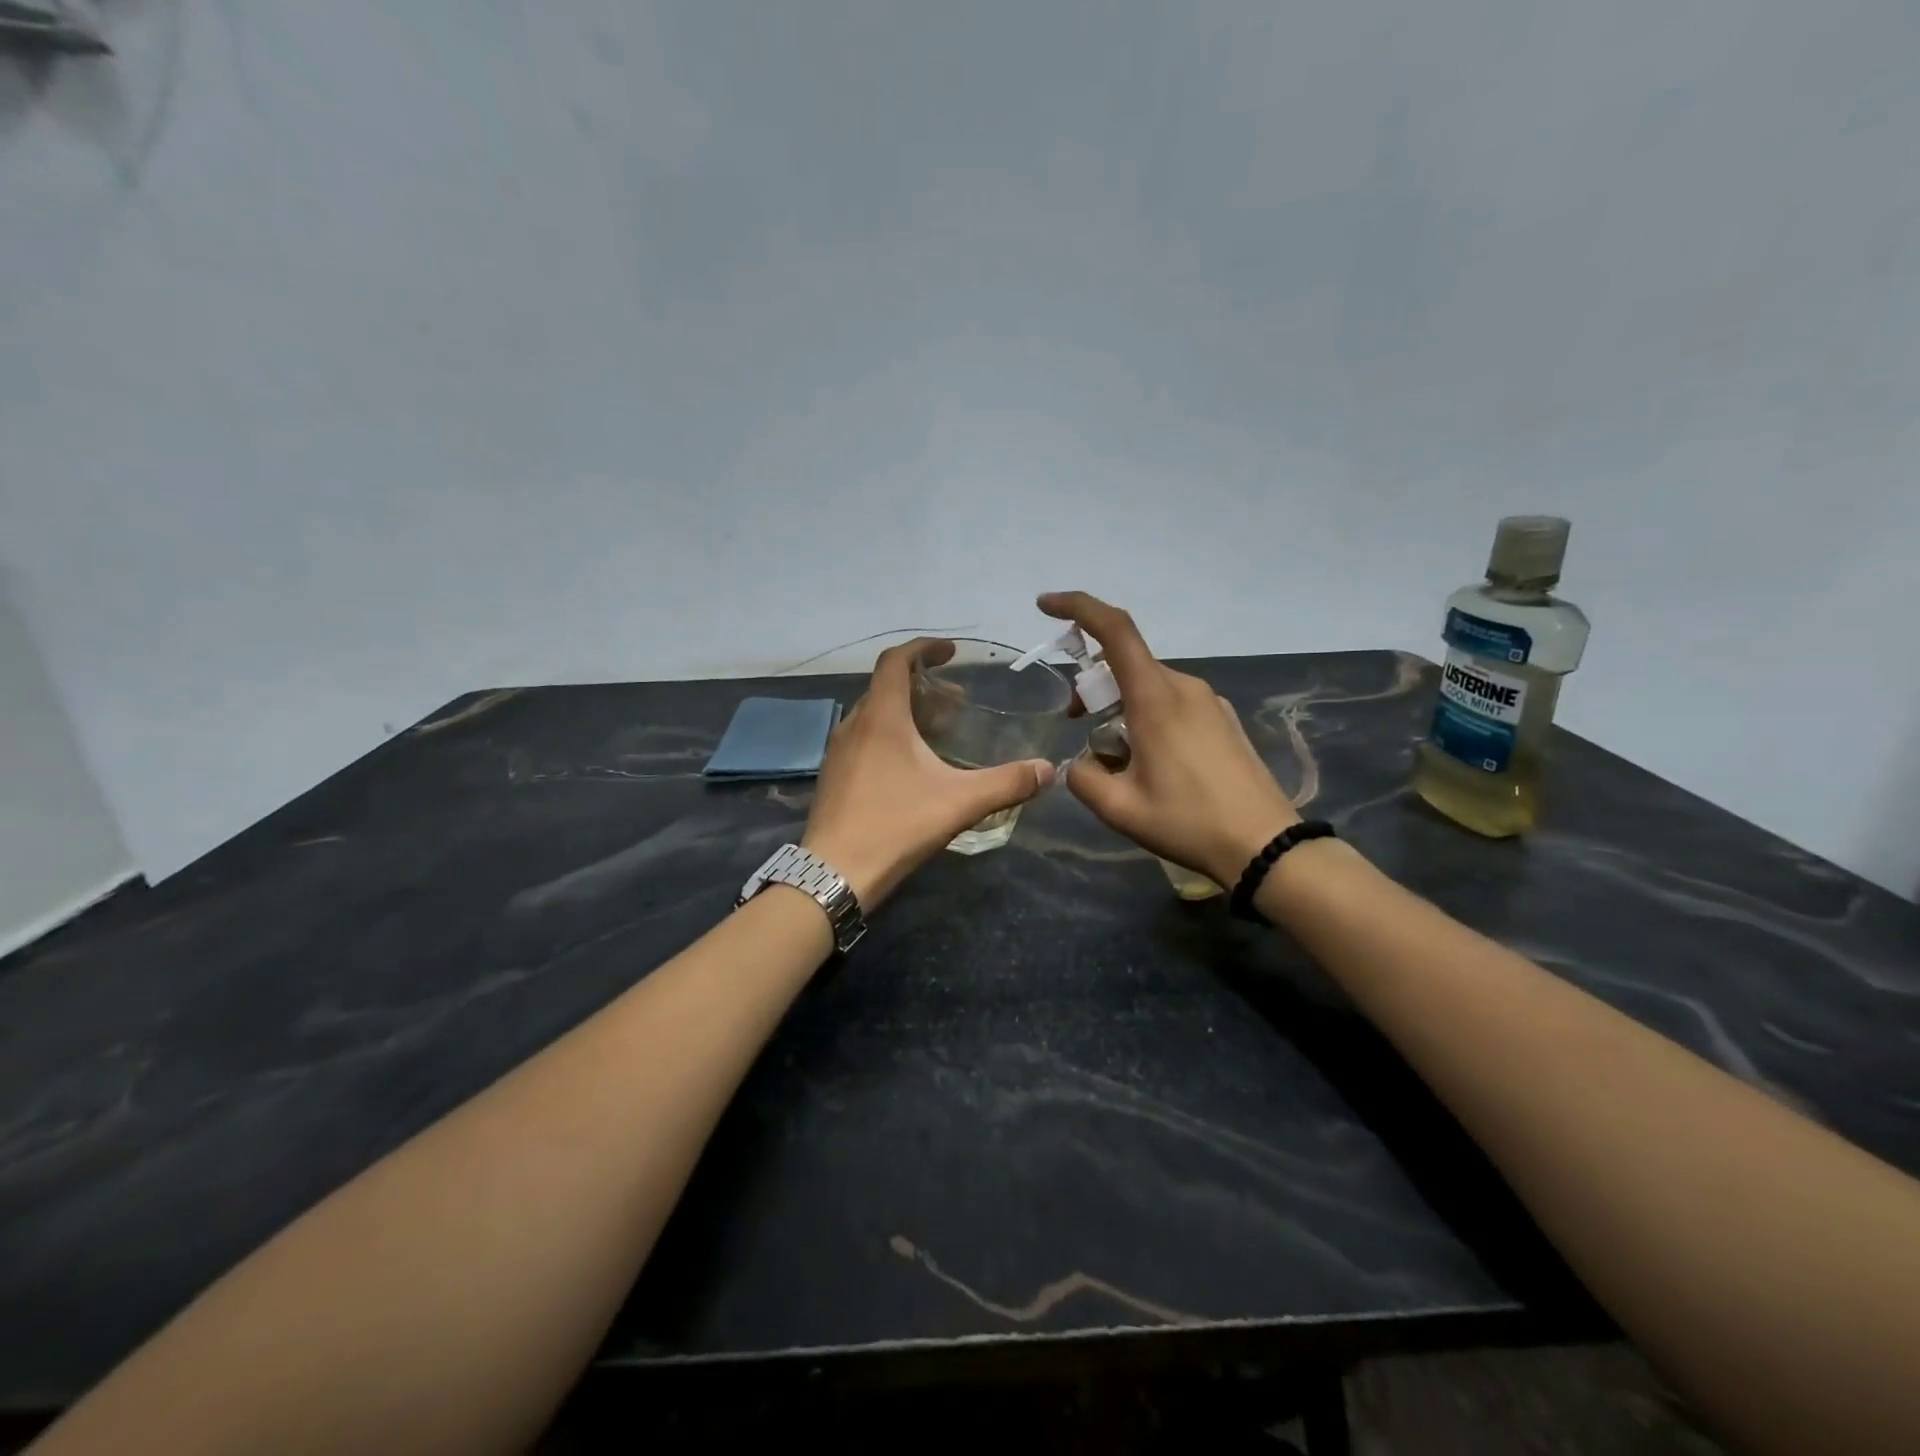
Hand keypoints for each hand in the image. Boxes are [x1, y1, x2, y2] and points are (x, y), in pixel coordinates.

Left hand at [800, 638, 1055, 907]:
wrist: (833, 873)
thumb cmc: (895, 826)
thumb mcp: (958, 803)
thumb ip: (1006, 783)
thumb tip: (1047, 770)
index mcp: (881, 717)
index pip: (896, 660)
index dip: (924, 648)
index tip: (951, 651)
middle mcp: (853, 724)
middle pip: (887, 687)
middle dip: (923, 685)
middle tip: (958, 702)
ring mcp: (838, 751)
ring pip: (874, 714)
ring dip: (906, 712)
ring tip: (939, 732)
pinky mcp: (833, 775)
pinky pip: (863, 738)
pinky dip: (889, 735)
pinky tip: (911, 767)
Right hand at [1038, 591, 1298, 886]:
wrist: (1266, 846)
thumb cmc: (1189, 822)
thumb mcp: (1119, 808)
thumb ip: (1083, 777)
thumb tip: (1080, 763)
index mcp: (1156, 698)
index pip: (1115, 631)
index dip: (1077, 608)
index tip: (1045, 606)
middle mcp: (1184, 687)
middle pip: (1126, 664)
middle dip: (1093, 683)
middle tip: (1077, 720)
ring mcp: (1209, 702)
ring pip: (1149, 686)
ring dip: (1121, 705)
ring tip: (1117, 756)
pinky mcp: (1223, 720)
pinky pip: (1173, 703)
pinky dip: (1148, 716)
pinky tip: (1152, 762)